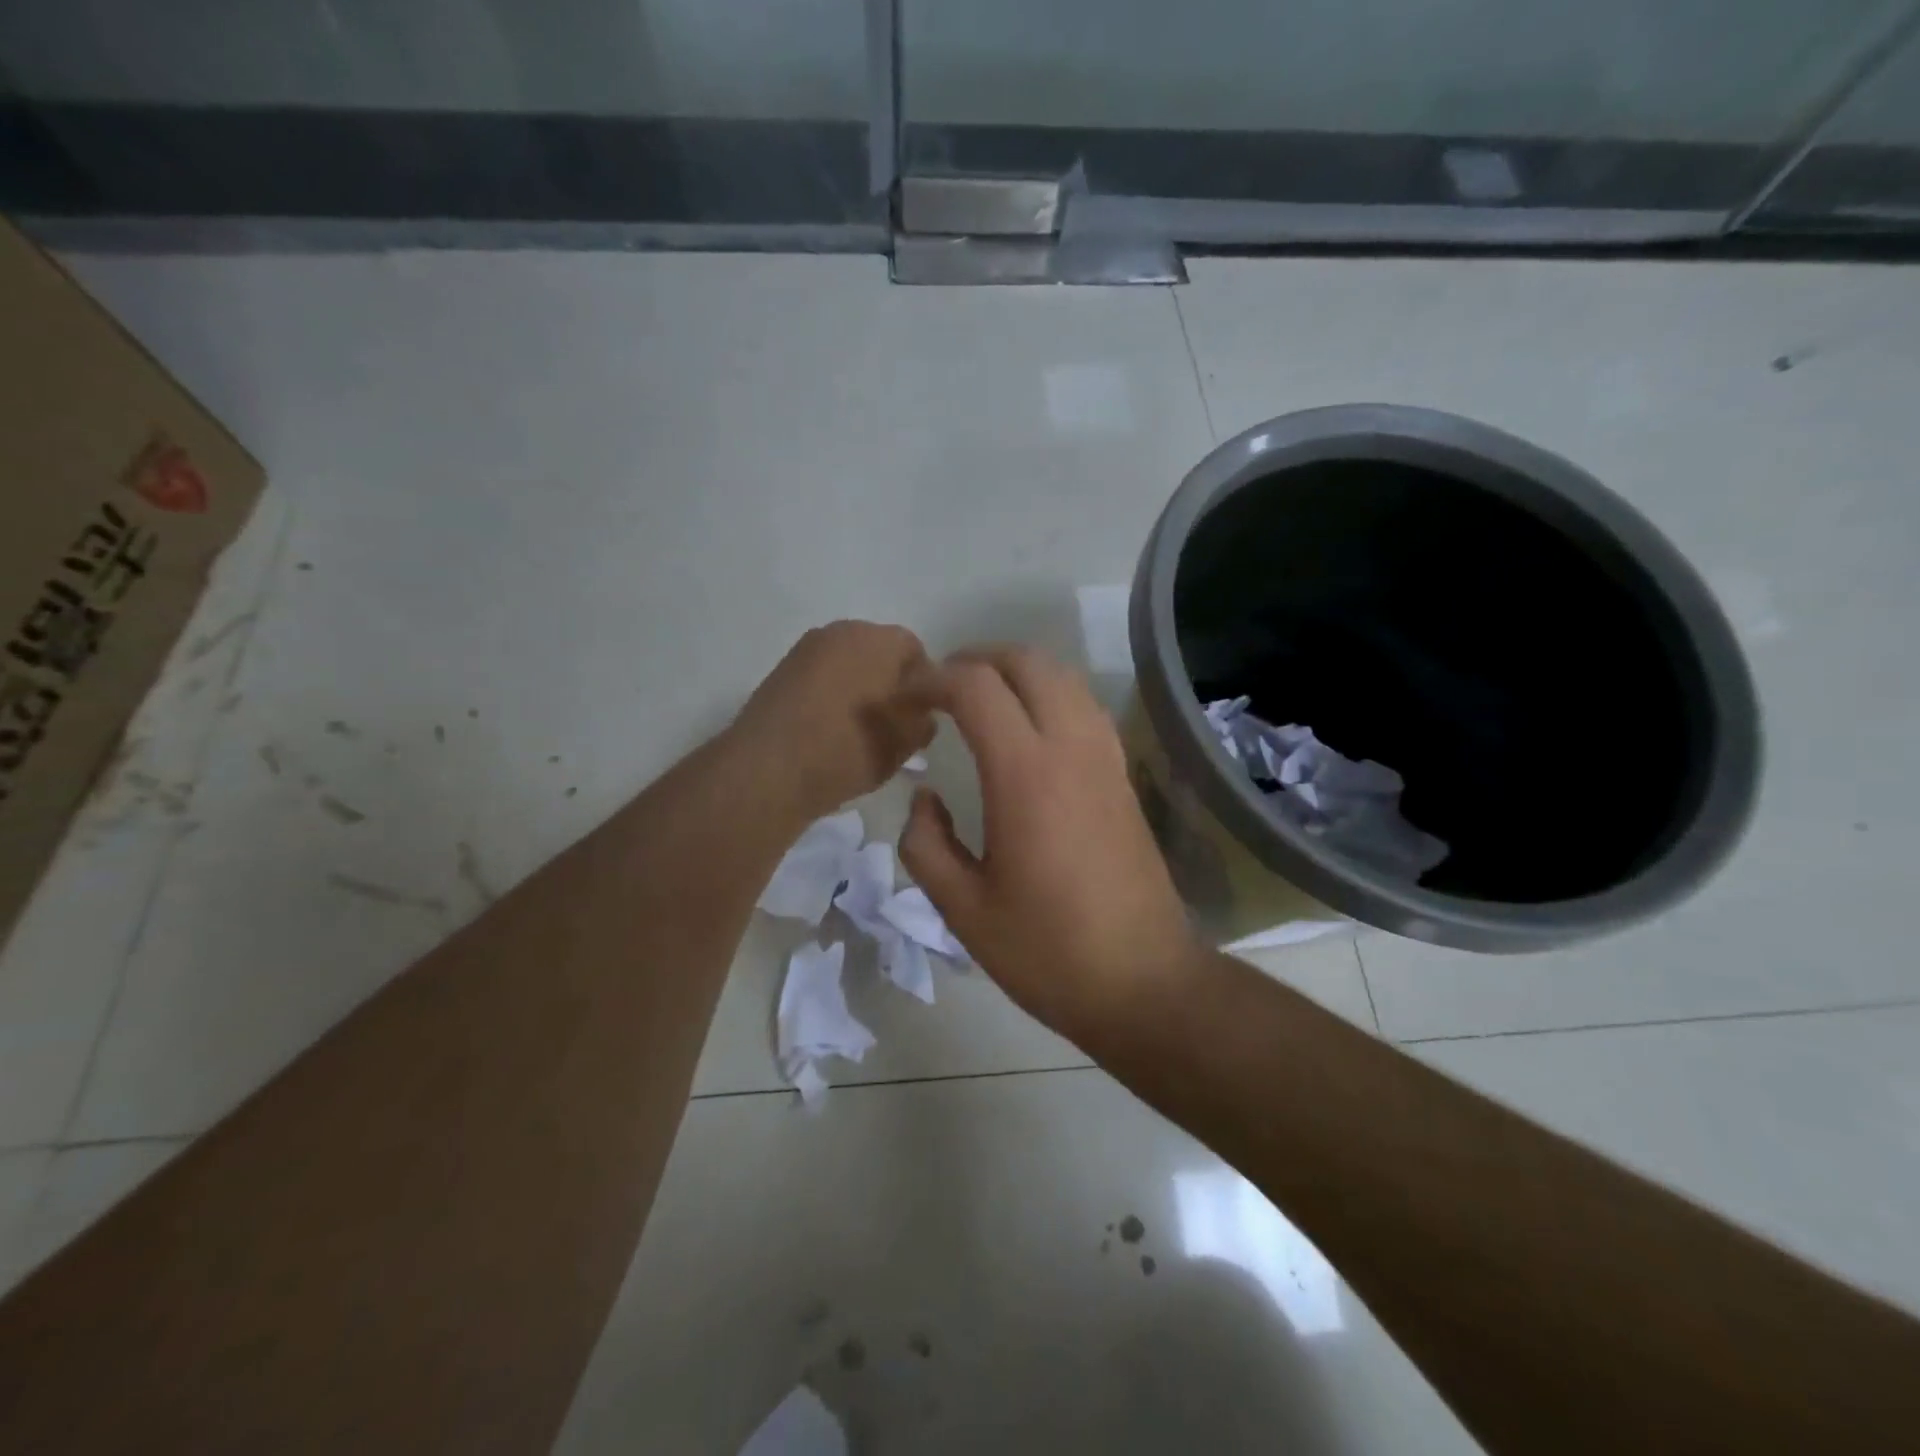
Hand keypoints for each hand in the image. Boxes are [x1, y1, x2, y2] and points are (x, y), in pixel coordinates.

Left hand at [734, 621, 936, 823]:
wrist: (767, 769)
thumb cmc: (848, 749)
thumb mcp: (905, 742)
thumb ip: (924, 720)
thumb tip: (921, 712)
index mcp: (879, 639)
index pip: (916, 651)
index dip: (926, 684)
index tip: (922, 717)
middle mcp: (842, 631)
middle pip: (879, 653)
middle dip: (890, 684)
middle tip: (893, 725)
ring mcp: (806, 650)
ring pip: (848, 666)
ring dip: (859, 690)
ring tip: (860, 732)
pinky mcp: (781, 673)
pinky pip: (821, 679)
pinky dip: (832, 698)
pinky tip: (830, 732)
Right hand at [899, 647, 1202, 1043]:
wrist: (1143, 983)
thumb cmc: (1047, 952)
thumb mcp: (963, 909)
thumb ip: (926, 844)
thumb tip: (923, 798)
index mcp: (1025, 775)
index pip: (975, 687)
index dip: (931, 680)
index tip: (903, 698)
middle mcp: (1071, 749)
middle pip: (1027, 661)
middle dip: (976, 658)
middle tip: (938, 687)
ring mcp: (1105, 759)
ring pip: (1063, 677)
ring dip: (1016, 671)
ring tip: (978, 699)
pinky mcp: (1123, 776)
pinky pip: (1084, 706)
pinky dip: (1049, 693)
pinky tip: (1027, 730)